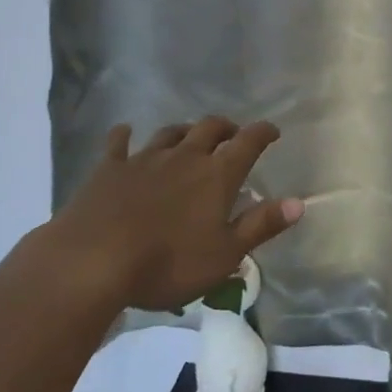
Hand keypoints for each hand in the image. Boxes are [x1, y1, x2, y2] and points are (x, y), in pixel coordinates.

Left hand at [31, 116, 302, 312]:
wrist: (92, 261)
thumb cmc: (168, 263)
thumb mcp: (225, 254)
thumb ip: (261, 226)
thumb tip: (299, 203)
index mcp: (216, 175)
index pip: (248, 143)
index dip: (263, 133)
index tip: (272, 131)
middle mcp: (184, 157)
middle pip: (210, 129)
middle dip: (226, 128)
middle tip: (232, 135)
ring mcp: (144, 159)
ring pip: (170, 133)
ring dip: (185, 131)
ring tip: (190, 137)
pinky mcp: (109, 169)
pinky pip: (119, 144)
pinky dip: (125, 136)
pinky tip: (125, 132)